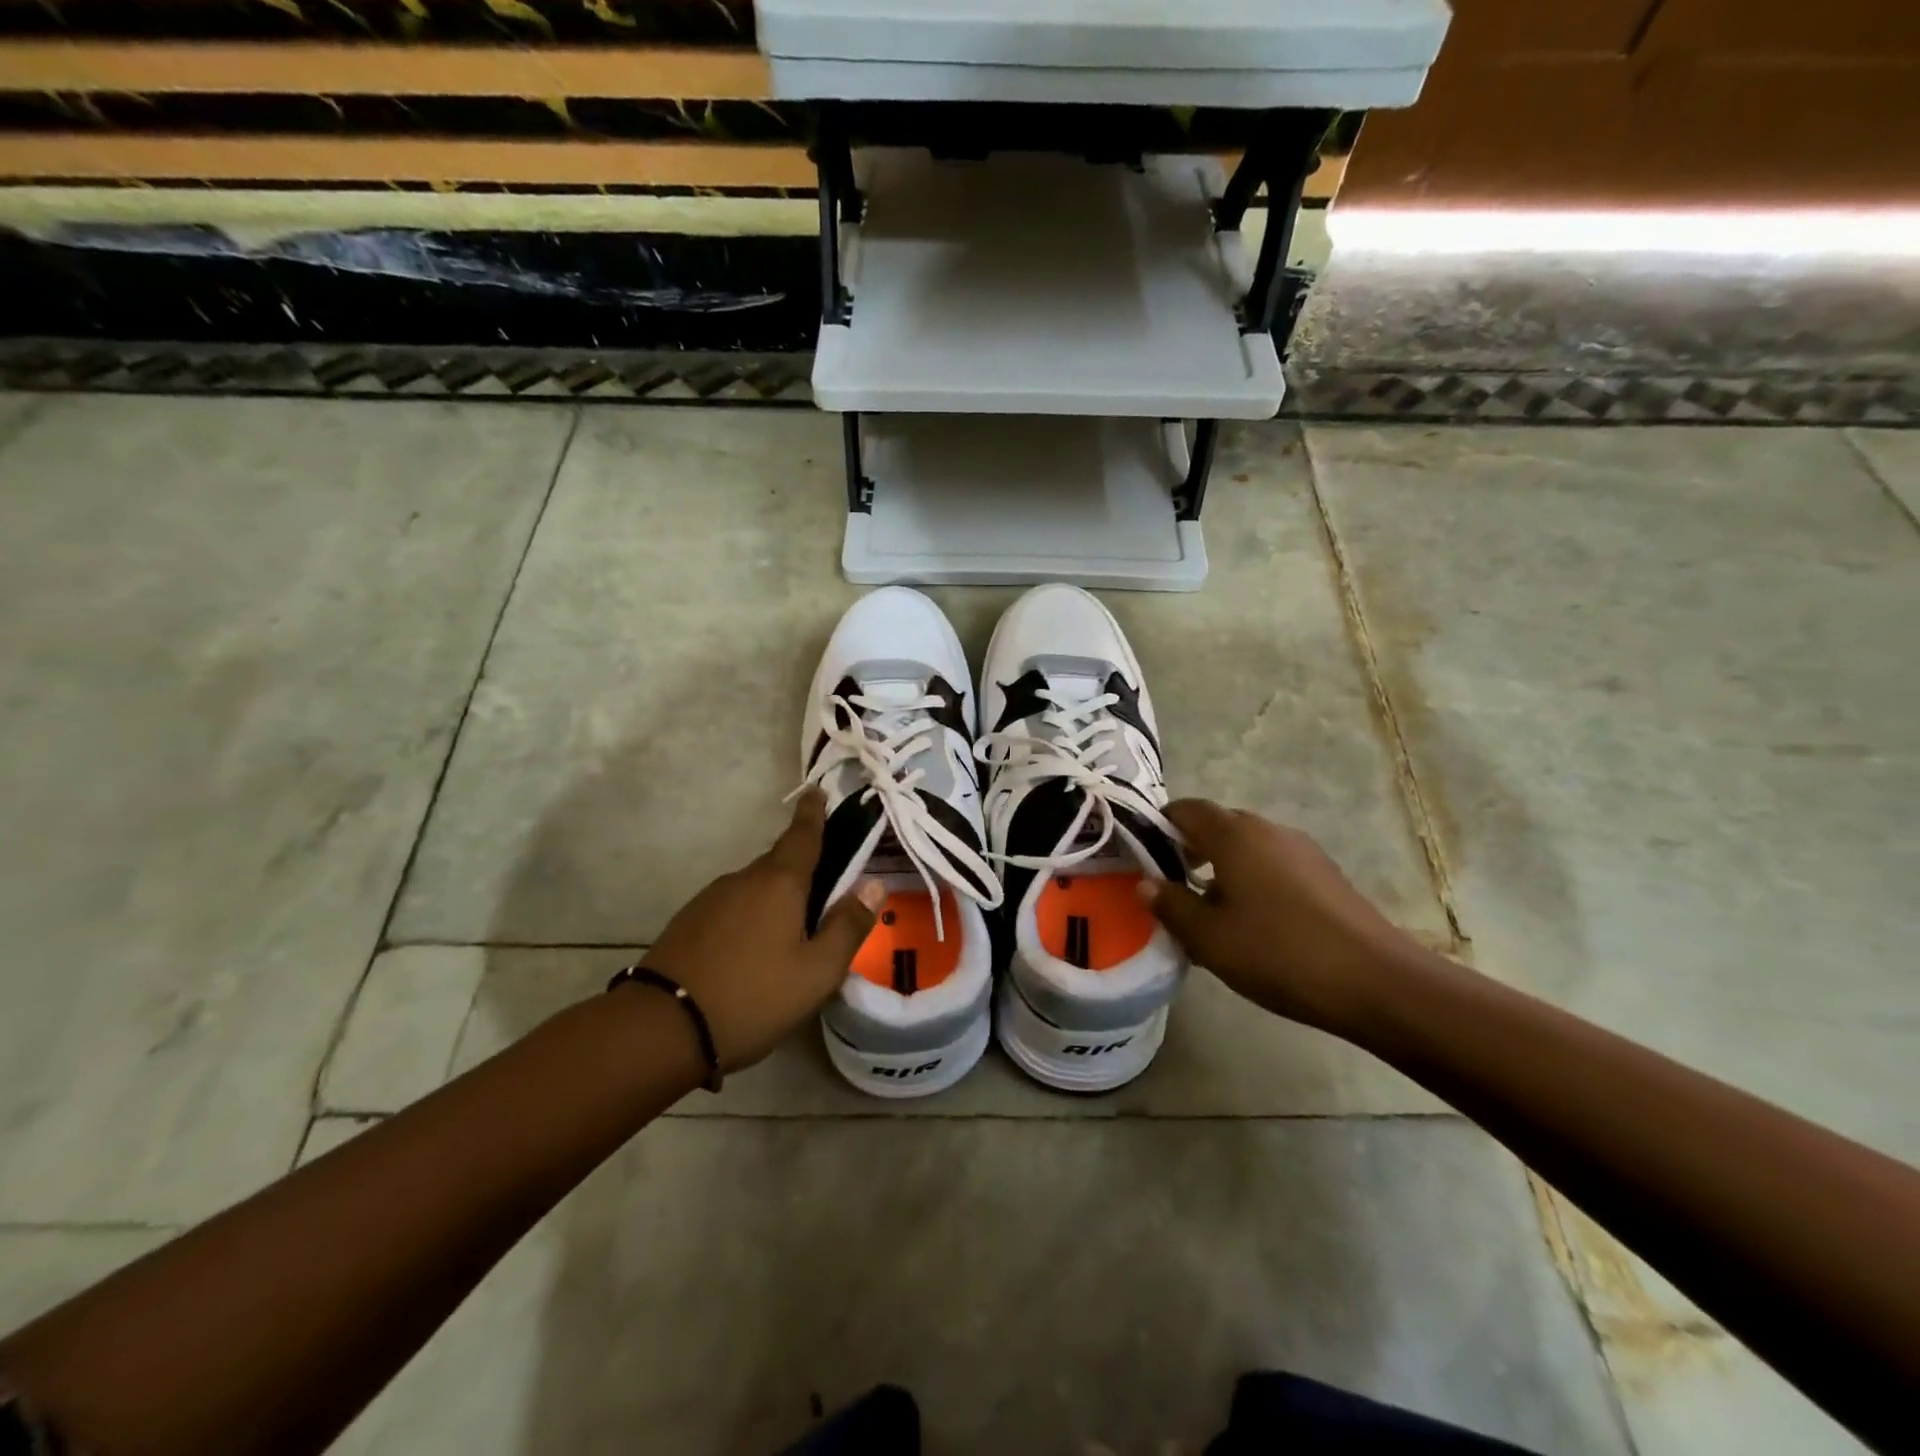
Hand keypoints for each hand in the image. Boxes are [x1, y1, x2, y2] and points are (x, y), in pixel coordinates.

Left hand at [641, 791, 883, 1070]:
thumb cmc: (753, 997)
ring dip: (775, 898)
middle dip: (802, 868)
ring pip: (754, 887)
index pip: (803, 836)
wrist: (662, 1028)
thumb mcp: (817, 971)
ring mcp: (710, 899)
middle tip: (824, 891)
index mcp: (779, 883)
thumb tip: (875, 884)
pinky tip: (754, 951)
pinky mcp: (688, 922)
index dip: (814, 814)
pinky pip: (732, 907)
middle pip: (779, 863)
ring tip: (791, 933)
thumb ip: (848, 926)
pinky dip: (750, 917)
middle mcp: (744, 880)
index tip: (818, 791)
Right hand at [1142, 799, 1421, 1036]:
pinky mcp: (1325, 874)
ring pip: (1247, 847)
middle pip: (1217, 825)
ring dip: (1222, 867)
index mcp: (1234, 834)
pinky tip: (1254, 923)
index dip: (1159, 826)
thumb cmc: (1279, 953)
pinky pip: (1273, 864)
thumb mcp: (1210, 937)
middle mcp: (1267, 829)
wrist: (1376, 981)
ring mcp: (1302, 850)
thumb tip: (1147, 884)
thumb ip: (1171, 906)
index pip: (1185, 809)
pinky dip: (1253, 880)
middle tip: (1171, 887)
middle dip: (1188, 849)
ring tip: (1210, 911)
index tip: (1143, 857)